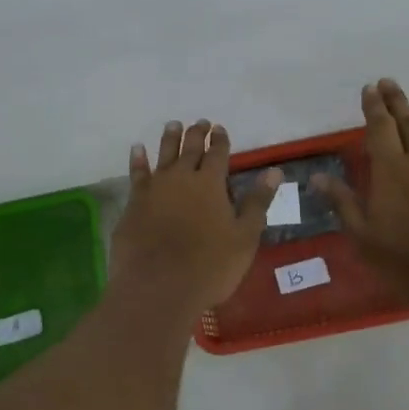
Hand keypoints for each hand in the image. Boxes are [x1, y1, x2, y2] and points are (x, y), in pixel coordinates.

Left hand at [112, 120, 280, 316]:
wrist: (158, 287)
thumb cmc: (210, 266)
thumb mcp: (244, 237)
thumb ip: (257, 202)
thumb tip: (274, 171)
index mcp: (211, 184)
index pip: (218, 154)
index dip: (220, 140)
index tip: (220, 129)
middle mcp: (181, 178)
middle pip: (190, 149)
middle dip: (196, 134)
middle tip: (200, 122)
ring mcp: (154, 189)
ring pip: (163, 155)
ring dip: (169, 139)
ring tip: (173, 125)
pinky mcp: (134, 204)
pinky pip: (137, 174)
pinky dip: (138, 159)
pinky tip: (137, 149)